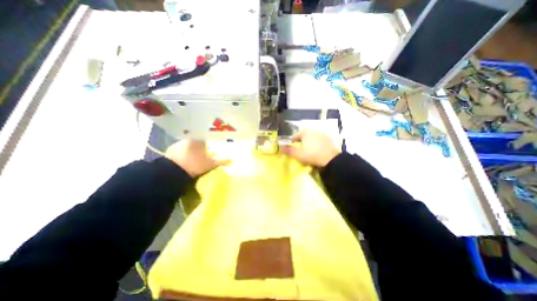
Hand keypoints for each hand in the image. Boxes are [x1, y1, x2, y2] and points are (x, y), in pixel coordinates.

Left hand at [164, 140, 221, 177]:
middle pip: (197, 142)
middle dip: (199, 148)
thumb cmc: (195, 166)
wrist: (174, 173)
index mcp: (200, 140)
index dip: (209, 146)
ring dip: (190, 150)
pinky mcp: (169, 150)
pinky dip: (181, 154)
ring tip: (191, 159)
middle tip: (201, 156)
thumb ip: (222, 161)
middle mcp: (189, 139)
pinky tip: (182, 160)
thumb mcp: (211, 164)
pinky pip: (179, 150)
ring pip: (187, 145)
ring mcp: (178, 144)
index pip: (206, 140)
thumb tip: (233, 159)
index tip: (209, 152)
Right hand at [282, 129, 338, 166]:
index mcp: (305, 132)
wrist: (331, 159)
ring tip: (310, 151)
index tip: (293, 149)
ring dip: (310, 142)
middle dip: (302, 142)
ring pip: (312, 137)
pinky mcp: (329, 138)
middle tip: (301, 150)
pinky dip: (318, 144)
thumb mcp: (298, 154)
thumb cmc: (312, 155)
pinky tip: (318, 150)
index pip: (295, 136)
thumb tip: (280, 148)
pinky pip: (320, 140)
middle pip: (304, 136)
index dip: (293, 143)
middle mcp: (313, 130)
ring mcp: (322, 133)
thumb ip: (288, 150)